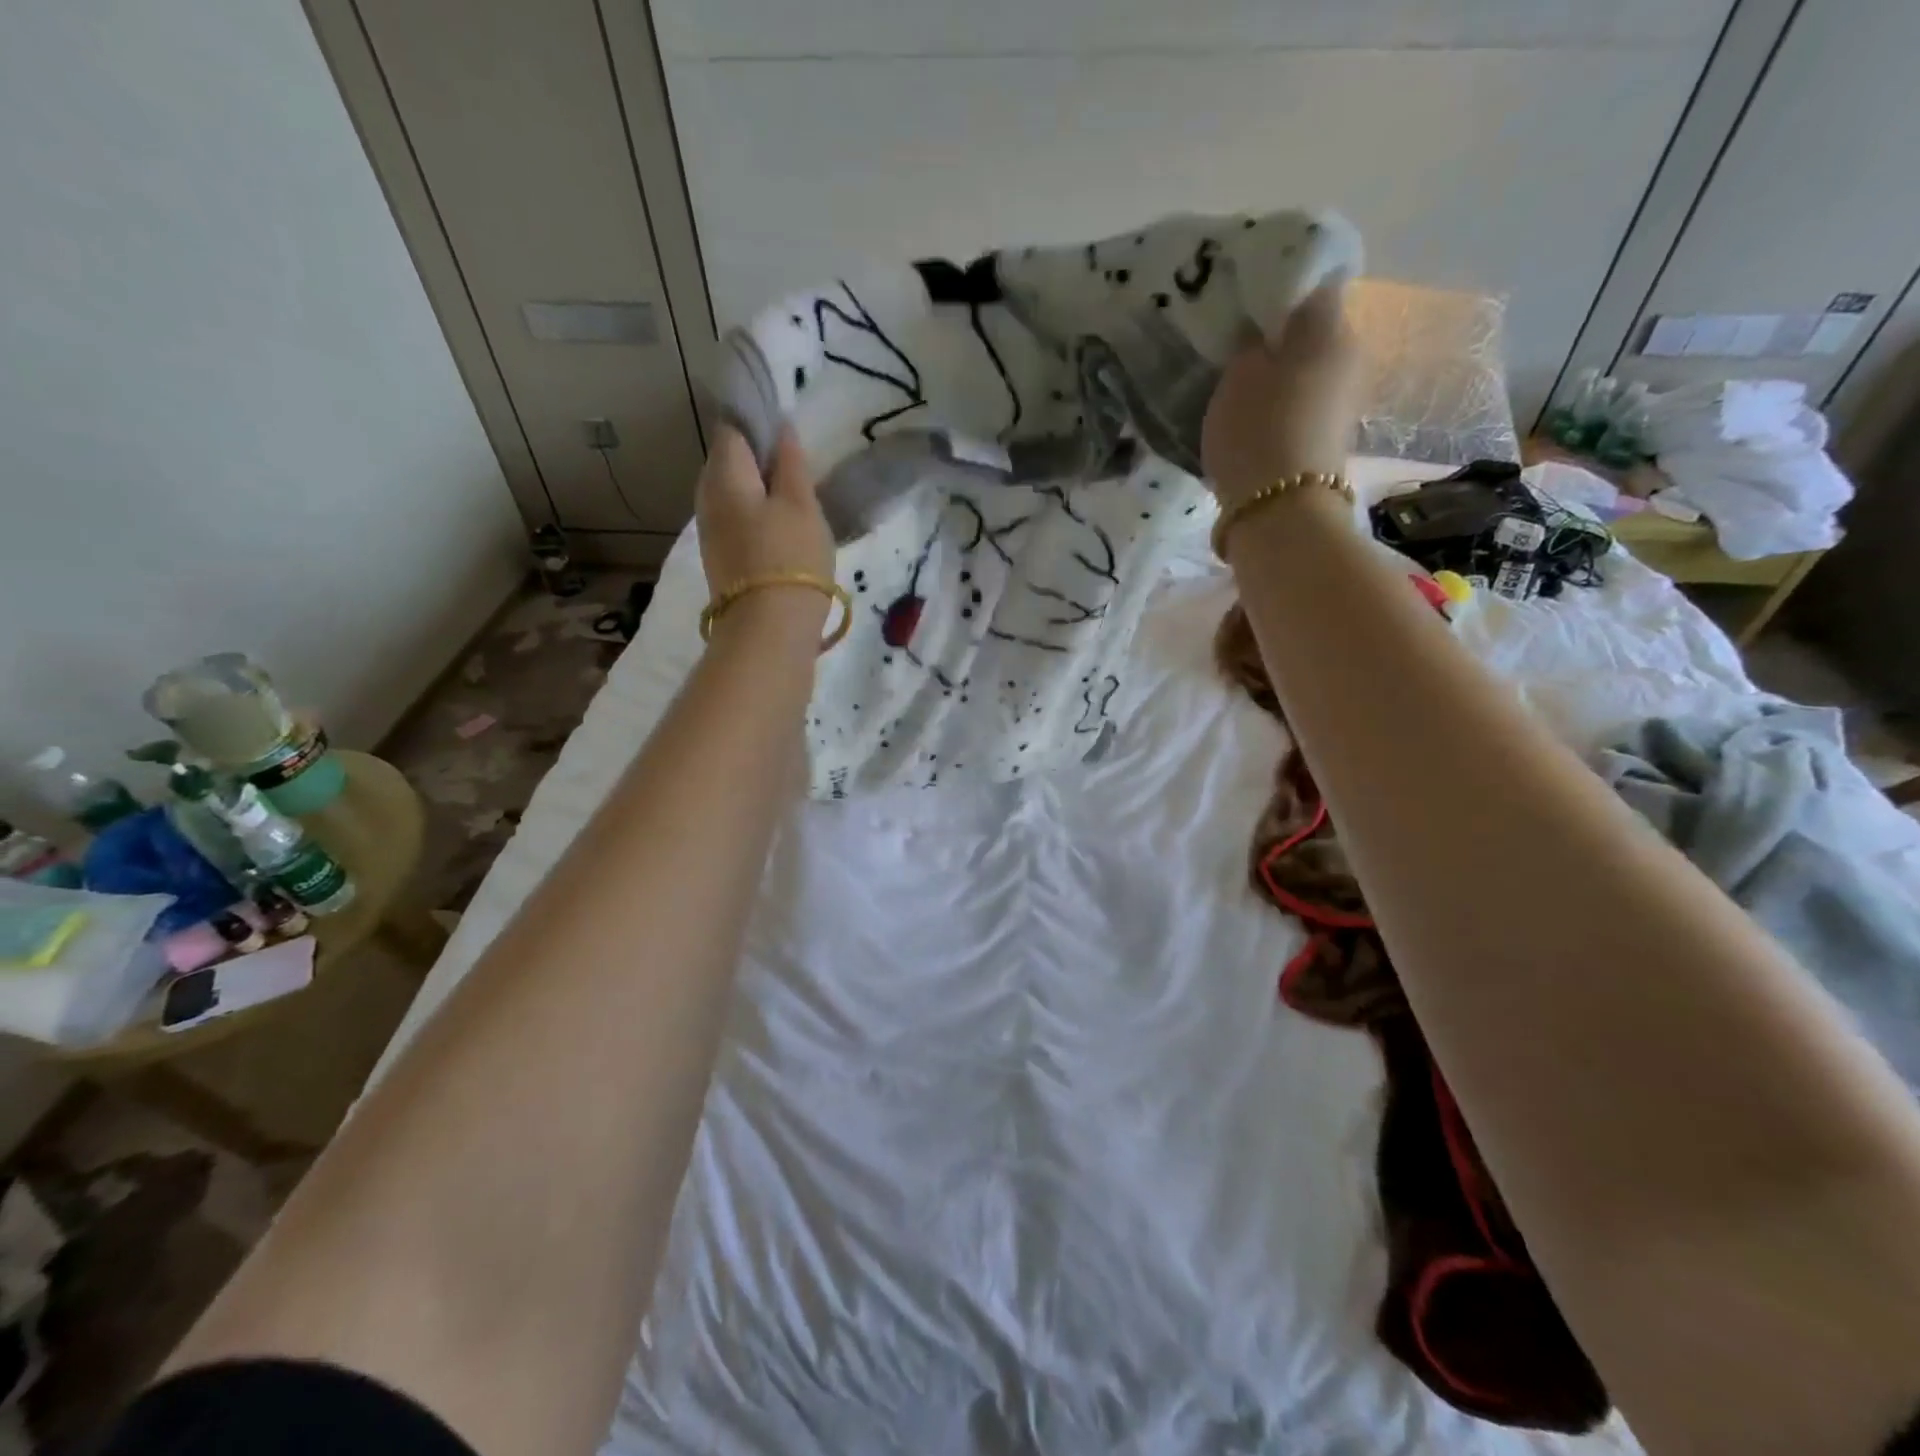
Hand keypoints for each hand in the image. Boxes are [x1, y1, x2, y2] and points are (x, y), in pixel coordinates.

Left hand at [695, 425, 834, 597]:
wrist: (768, 631)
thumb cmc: (790, 559)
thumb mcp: (802, 505)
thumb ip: (791, 464)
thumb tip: (782, 428)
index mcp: (724, 474)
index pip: (733, 428)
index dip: (759, 422)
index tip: (788, 430)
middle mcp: (706, 496)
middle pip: (729, 462)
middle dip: (758, 458)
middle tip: (796, 466)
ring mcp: (710, 530)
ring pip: (732, 493)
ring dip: (758, 490)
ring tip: (794, 498)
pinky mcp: (719, 558)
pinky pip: (735, 520)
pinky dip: (755, 515)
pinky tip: (780, 528)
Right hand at [1201, 283, 1364, 506]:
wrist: (1281, 511)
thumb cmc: (1257, 431)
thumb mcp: (1240, 373)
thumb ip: (1251, 339)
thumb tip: (1261, 324)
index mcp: (1331, 327)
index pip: (1312, 284)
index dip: (1277, 287)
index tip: (1243, 300)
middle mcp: (1350, 355)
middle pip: (1312, 330)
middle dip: (1277, 334)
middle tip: (1233, 344)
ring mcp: (1345, 400)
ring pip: (1307, 368)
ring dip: (1277, 372)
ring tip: (1237, 384)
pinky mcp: (1331, 437)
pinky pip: (1303, 403)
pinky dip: (1280, 403)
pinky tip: (1252, 417)